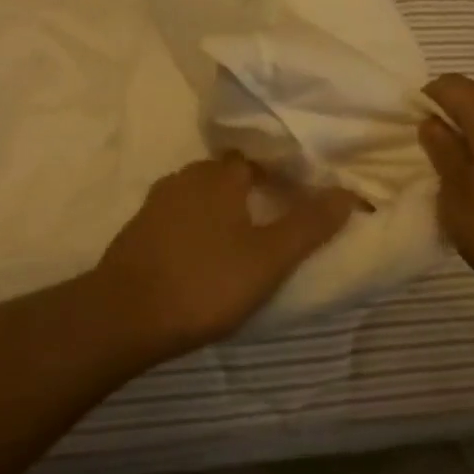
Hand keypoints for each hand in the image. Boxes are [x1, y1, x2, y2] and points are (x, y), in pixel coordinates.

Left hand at [95, 155, 362, 358]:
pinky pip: (176, 217)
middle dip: (248, 191)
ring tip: (239, 240)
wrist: (125, 314)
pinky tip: (200, 255)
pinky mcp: (138, 229)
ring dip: (218, 209)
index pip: (255, 160)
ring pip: (198, 195)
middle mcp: (186, 178)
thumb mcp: (269, 259)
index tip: (294, 196)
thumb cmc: (206, 281)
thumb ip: (309, 225)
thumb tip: (349, 192)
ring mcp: (157, 202)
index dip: (276, 174)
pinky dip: (193, 227)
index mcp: (220, 176)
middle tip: (271, 220)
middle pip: (225, 175)